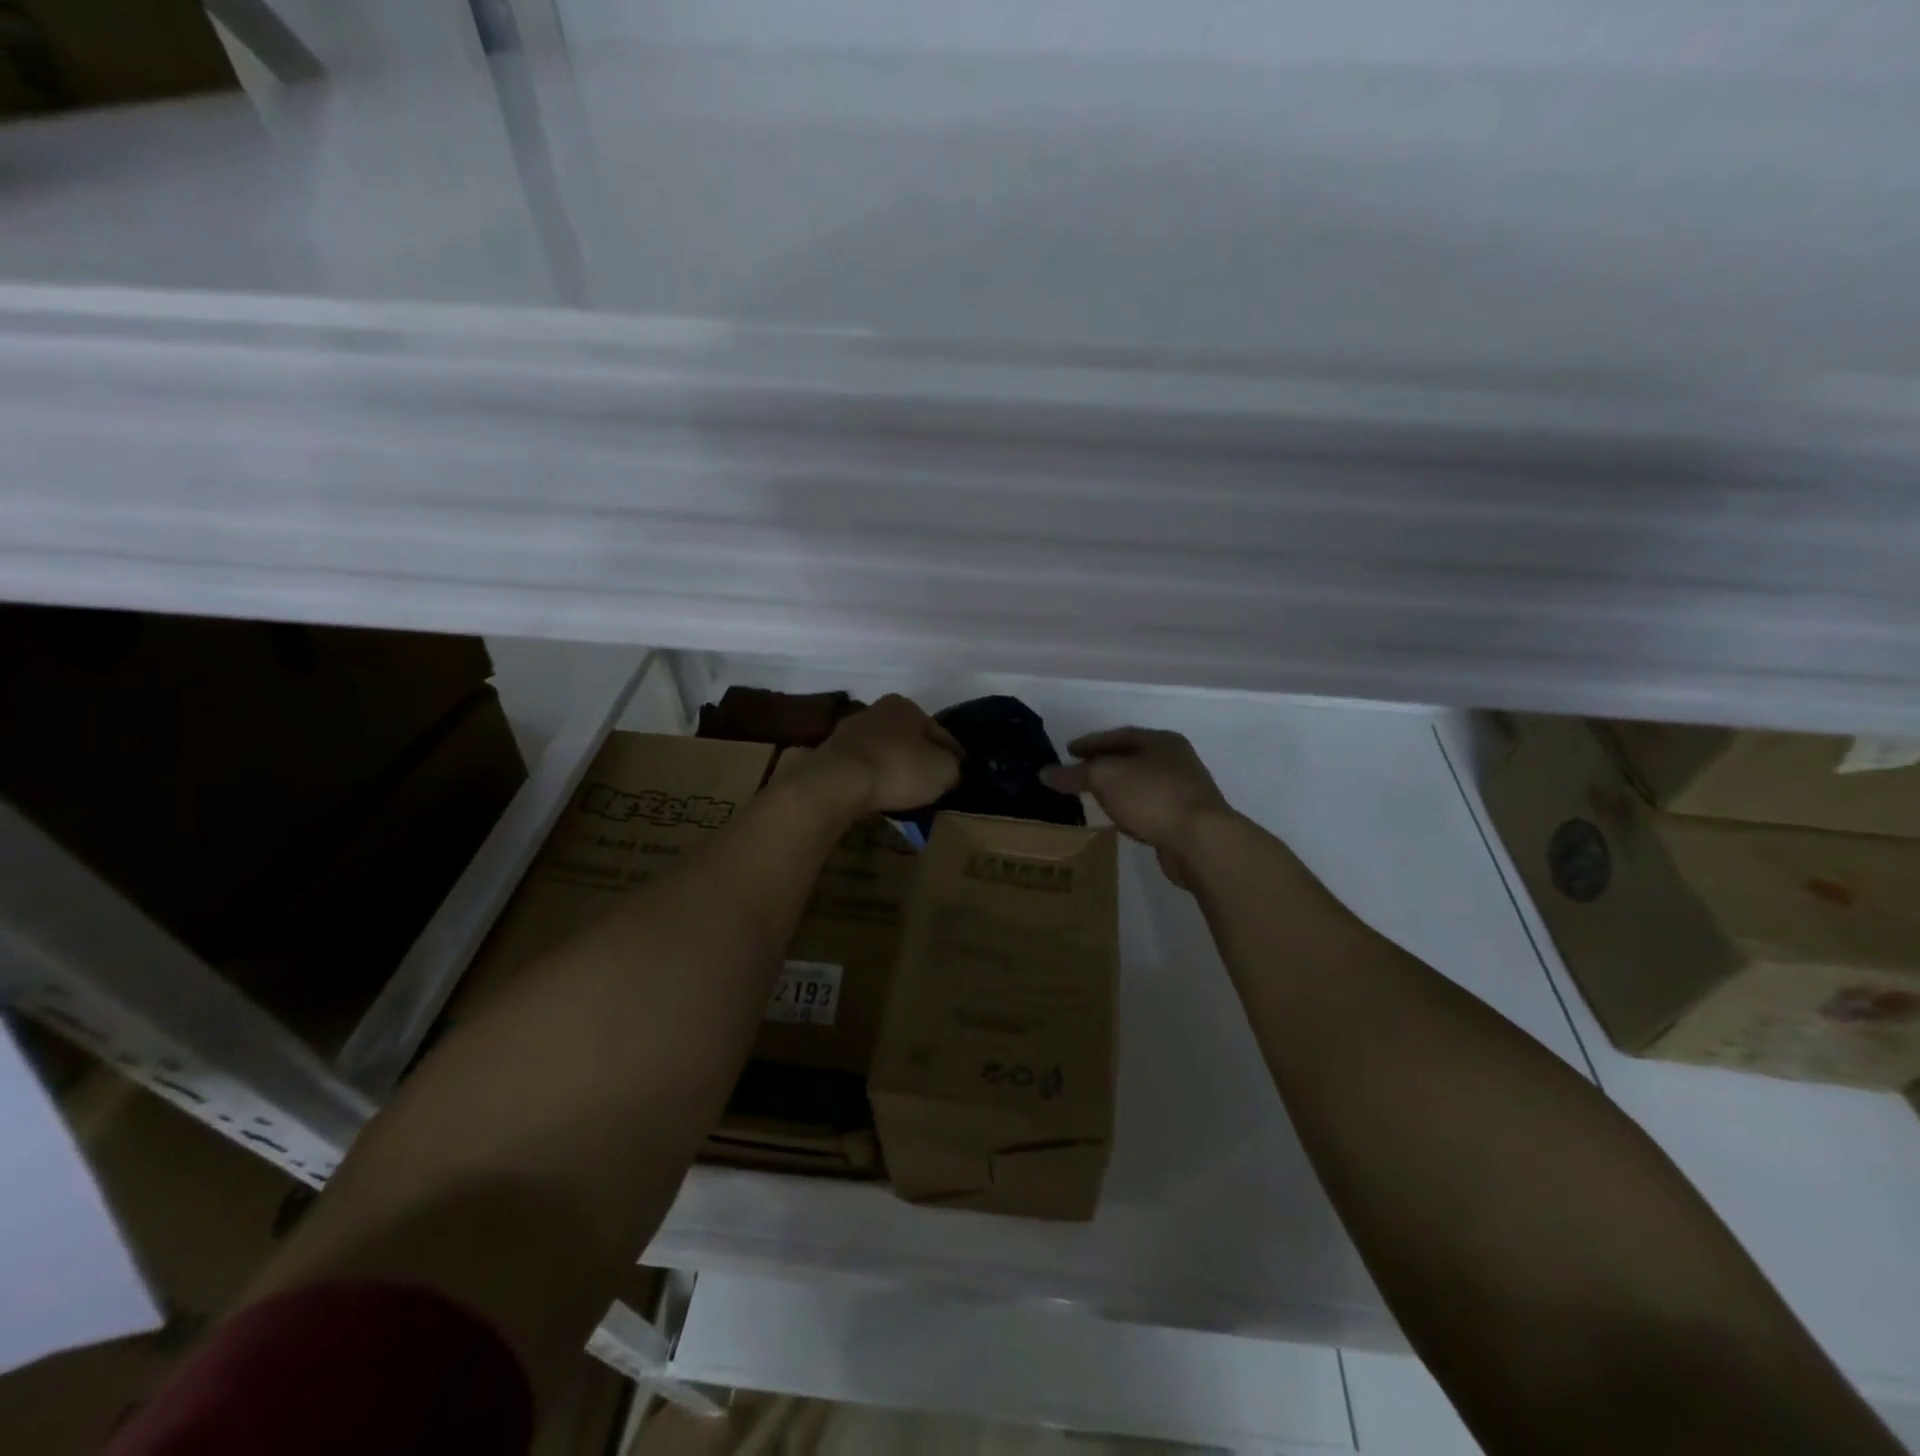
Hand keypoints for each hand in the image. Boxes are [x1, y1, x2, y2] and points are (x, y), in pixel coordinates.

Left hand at [809, 695, 961, 814]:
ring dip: (894, 767)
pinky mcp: (831, 755)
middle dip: (920, 757)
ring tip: (905, 791)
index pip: (940, 732)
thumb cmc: (899, 768)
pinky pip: (863, 767)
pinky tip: (879, 793)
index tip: (960, 772)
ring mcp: (850, 732)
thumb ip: (954, 767)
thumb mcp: (944, 770)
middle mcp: (877, 710)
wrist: (839, 781)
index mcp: (906, 706)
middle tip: (932, 782)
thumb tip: (951, 770)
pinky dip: (873, 778)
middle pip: (909, 738)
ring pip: (884, 751)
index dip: (954, 754)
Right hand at [1041, 727, 1233, 886]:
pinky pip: (1148, 807)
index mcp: (1161, 741)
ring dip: (1117, 788)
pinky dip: (1129, 808)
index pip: (1119, 736)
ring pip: (1140, 783)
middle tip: (1077, 772)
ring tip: (1092, 795)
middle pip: (1132, 758)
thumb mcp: (1106, 778)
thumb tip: (1045, 773)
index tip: (1068, 751)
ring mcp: (1184, 791)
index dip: (1091, 742)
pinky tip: (1117, 817)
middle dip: (1104, 763)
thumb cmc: (1152, 797)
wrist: (1200, 841)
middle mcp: (1176, 761)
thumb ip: (1075, 774)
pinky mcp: (1184, 820)